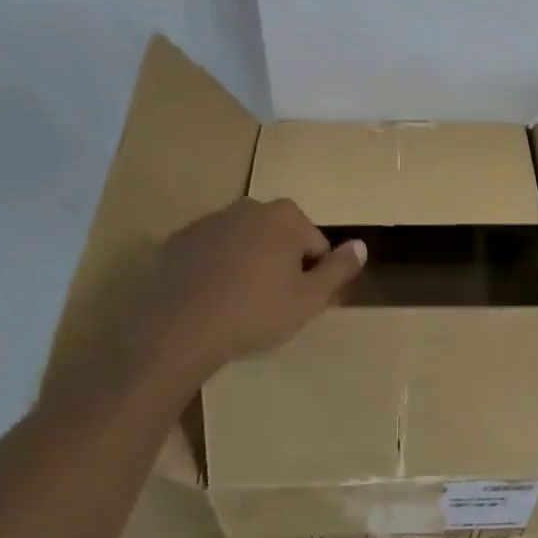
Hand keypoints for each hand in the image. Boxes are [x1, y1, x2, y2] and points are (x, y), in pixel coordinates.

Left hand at [126, 197, 365, 394]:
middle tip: (269, 303)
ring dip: (247, 264)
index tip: (295, 301)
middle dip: (279, 264)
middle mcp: (248, 207)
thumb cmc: (254, 313)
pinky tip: (208, 299)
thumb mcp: (310, 299)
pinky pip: (209, 252)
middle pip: (279, 237)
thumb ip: (340, 269)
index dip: (311, 276)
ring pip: (244, 242)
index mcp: (284, 216)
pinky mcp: (176, 240)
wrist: (176, 330)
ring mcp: (208, 221)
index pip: (315, 245)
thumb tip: (361, 245)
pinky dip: (214, 268)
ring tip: (237, 303)